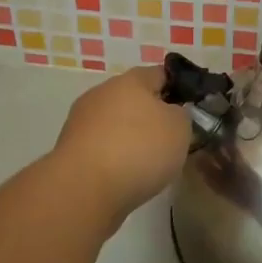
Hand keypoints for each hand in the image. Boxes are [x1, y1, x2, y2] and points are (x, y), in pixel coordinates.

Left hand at [51, 66, 192, 227]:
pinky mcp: (70, 150)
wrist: (84, 189)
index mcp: (131, 80)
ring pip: (115, 124)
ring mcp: (82, 121)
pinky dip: (114, 158)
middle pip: (134, 99)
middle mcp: (102, 93)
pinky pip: (102, 148)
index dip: (179, 88)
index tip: (190, 110)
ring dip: (131, 138)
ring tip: (149, 164)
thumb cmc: (139, 149)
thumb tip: (170, 114)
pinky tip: (125, 177)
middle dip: (152, 116)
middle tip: (171, 140)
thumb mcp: (180, 128)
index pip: (161, 73)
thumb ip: (181, 114)